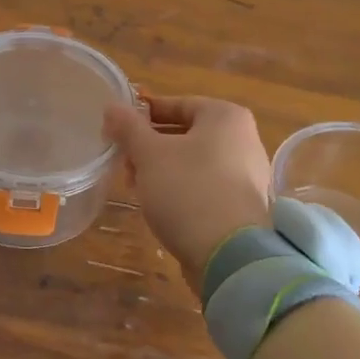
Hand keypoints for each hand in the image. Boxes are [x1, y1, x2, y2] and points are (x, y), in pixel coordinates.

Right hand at [102, 95, 272, 288]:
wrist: (229, 255)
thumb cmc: (187, 189)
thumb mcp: (149, 153)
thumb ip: (128, 127)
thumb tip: (112, 106)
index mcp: (226, 117)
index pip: (177, 104)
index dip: (143, 115)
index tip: (117, 130)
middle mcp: (244, 139)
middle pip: (185, 134)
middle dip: (150, 147)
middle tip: (124, 163)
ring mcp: (247, 174)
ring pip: (193, 162)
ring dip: (162, 170)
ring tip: (136, 187)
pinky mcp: (243, 205)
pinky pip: (205, 186)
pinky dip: (182, 190)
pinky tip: (161, 207)